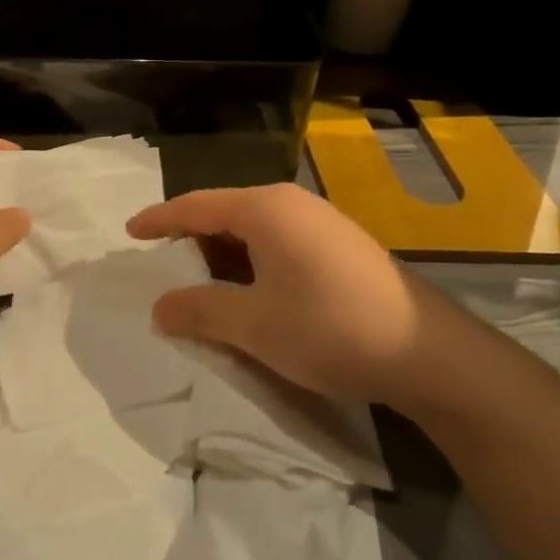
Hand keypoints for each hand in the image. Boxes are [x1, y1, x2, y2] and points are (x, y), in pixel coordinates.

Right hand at [127, 183, 458, 416]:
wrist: (430, 355)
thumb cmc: (330, 329)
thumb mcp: (253, 325)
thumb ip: (199, 311)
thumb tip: (159, 308)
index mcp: (265, 209)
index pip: (195, 206)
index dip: (159, 220)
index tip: (129, 233)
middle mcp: (292, 204)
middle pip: (224, 214)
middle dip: (190, 240)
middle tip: (163, 267)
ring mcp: (322, 224)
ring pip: (253, 231)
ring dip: (223, 257)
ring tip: (201, 286)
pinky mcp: (341, 247)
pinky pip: (279, 244)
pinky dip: (252, 264)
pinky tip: (251, 294)